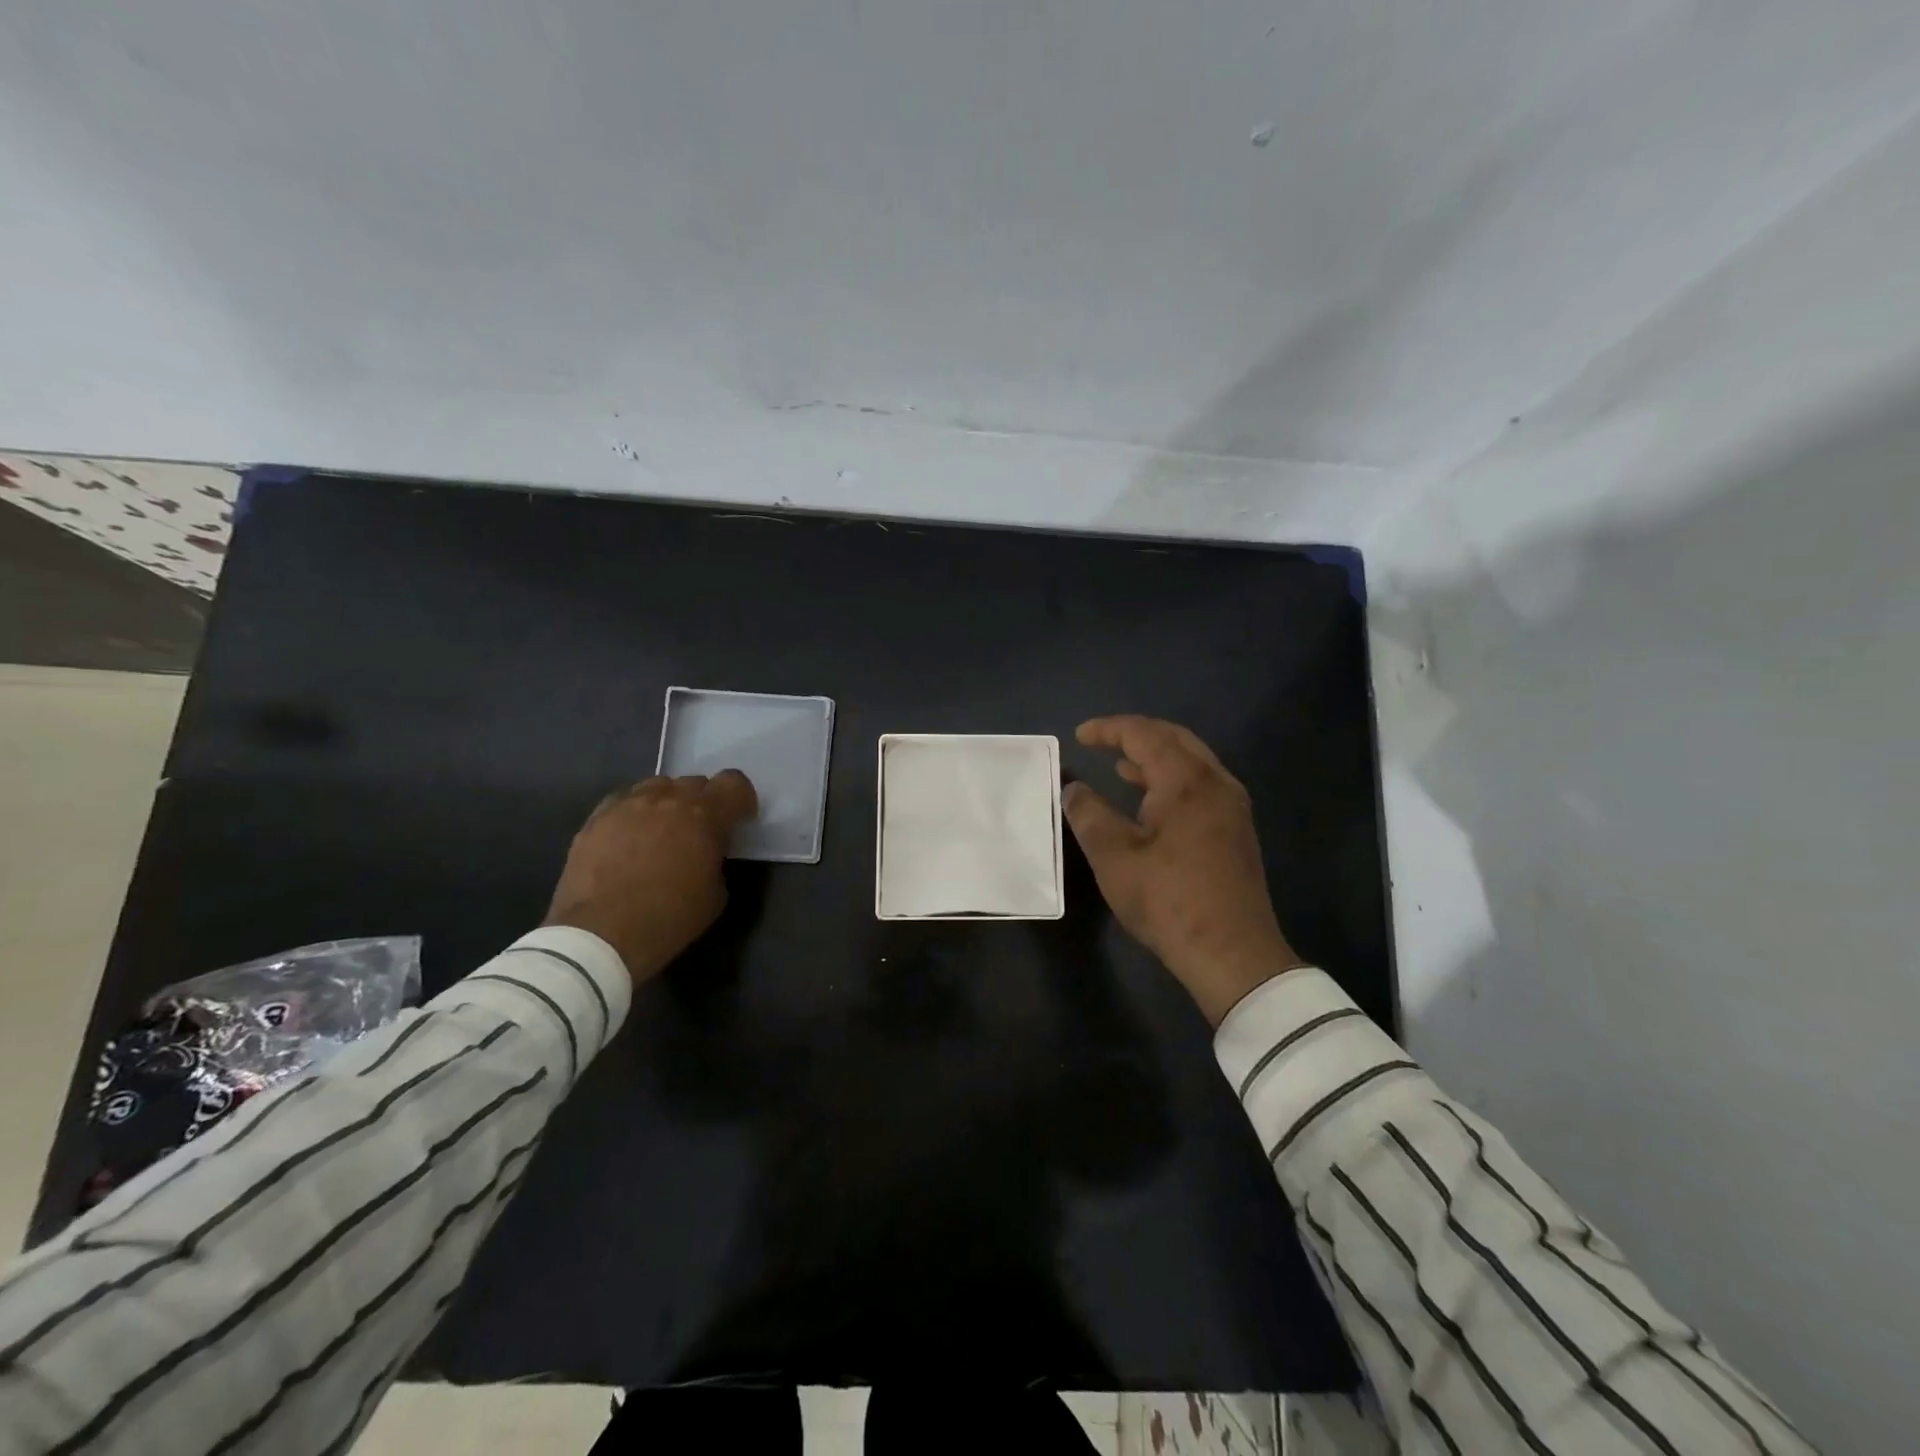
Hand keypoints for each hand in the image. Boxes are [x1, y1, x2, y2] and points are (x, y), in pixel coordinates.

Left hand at [543, 771, 757, 984]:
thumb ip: (717, 859)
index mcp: (704, 815)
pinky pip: (624, 801)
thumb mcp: (716, 895)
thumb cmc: (669, 918)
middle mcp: (667, 799)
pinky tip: (630, 838)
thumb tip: (707, 852)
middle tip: (699, 831)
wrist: (600, 936)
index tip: (739, 820)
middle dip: (704, 803)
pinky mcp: (596, 818)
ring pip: (658, 786)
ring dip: (668, 803)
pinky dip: (635, 813)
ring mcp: (627, 805)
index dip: (741, 799)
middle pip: (695, 783)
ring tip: (662, 830)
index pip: (734, 783)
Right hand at [1064, 716, 1305, 1025]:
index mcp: (1186, 781)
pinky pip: (1201, 784)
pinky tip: (1152, 802)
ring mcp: (1232, 806)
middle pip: (1174, 739)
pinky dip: (1172, 779)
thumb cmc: (1168, 901)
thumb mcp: (1114, 858)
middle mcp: (1216, 782)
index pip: (1144, 734)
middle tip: (1102, 741)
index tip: (1079, 736)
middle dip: (1136, 734)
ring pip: (1192, 762)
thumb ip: (1089, 815)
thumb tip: (1073, 788)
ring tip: (1121, 766)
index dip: (1109, 730)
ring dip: (1155, 757)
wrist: (1233, 954)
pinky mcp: (1236, 830)